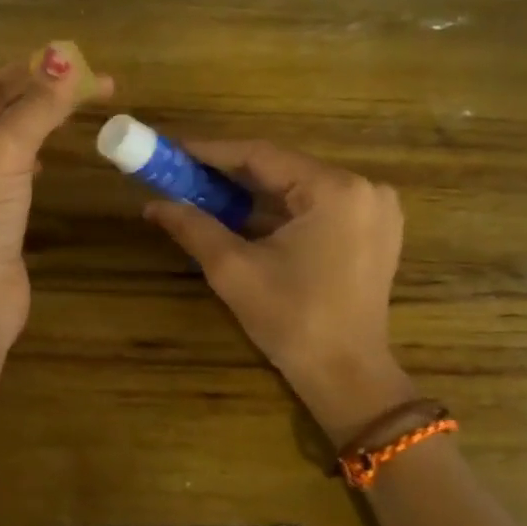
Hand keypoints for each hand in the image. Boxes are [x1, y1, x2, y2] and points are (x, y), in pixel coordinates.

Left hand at [0, 48, 110, 340]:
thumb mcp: (4, 151)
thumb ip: (38, 105)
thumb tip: (68, 61)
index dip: (36, 71)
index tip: (82, 62)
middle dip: (45, 94)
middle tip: (97, 83)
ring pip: (9, 135)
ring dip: (43, 120)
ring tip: (84, 105)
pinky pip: (13, 163)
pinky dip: (35, 152)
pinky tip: (50, 154)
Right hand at [144, 142, 413, 444]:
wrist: (348, 377)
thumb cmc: (292, 320)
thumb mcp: (234, 270)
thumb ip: (193, 226)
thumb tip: (152, 204)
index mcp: (335, 190)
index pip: (262, 155)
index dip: (211, 152)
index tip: (173, 148)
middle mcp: (363, 188)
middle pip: (282, 168)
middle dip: (230, 173)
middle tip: (182, 172)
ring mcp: (374, 209)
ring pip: (299, 187)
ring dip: (253, 191)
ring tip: (204, 192)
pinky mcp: (374, 230)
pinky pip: (317, 205)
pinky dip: (280, 208)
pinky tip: (244, 214)